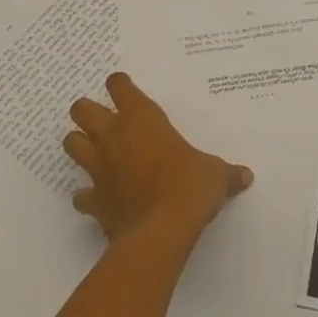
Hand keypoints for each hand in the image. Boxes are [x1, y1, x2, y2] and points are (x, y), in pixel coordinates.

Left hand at [63, 73, 252, 244]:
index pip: (119, 86)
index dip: (120, 85)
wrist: (161, 231)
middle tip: (104, 121)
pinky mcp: (92, 200)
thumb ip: (227, 173)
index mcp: (142, 118)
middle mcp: (114, 136)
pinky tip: (99, 199)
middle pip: (81, 109)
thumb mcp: (216, 175)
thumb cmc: (190, 187)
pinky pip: (80, 194)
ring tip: (95, 153)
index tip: (125, 90)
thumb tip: (246, 176)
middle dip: (88, 112)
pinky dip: (87, 195)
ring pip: (71, 143)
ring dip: (80, 145)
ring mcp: (98, 168)